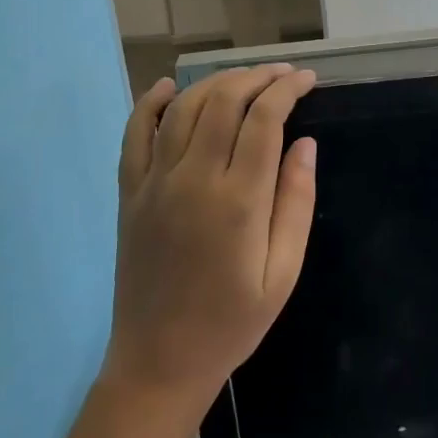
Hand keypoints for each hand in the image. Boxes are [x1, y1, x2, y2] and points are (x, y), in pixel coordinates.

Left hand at [100, 65, 317, 423]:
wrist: (159, 362)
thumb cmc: (232, 323)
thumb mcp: (284, 273)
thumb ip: (295, 203)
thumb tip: (305, 144)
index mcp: (238, 201)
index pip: (264, 120)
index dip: (287, 90)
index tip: (307, 80)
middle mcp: (193, 179)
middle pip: (223, 102)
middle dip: (257, 77)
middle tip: (283, 74)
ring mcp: (154, 183)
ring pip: (183, 109)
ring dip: (215, 82)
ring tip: (244, 78)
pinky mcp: (129, 194)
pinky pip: (134, 135)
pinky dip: (150, 103)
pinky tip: (169, 87)